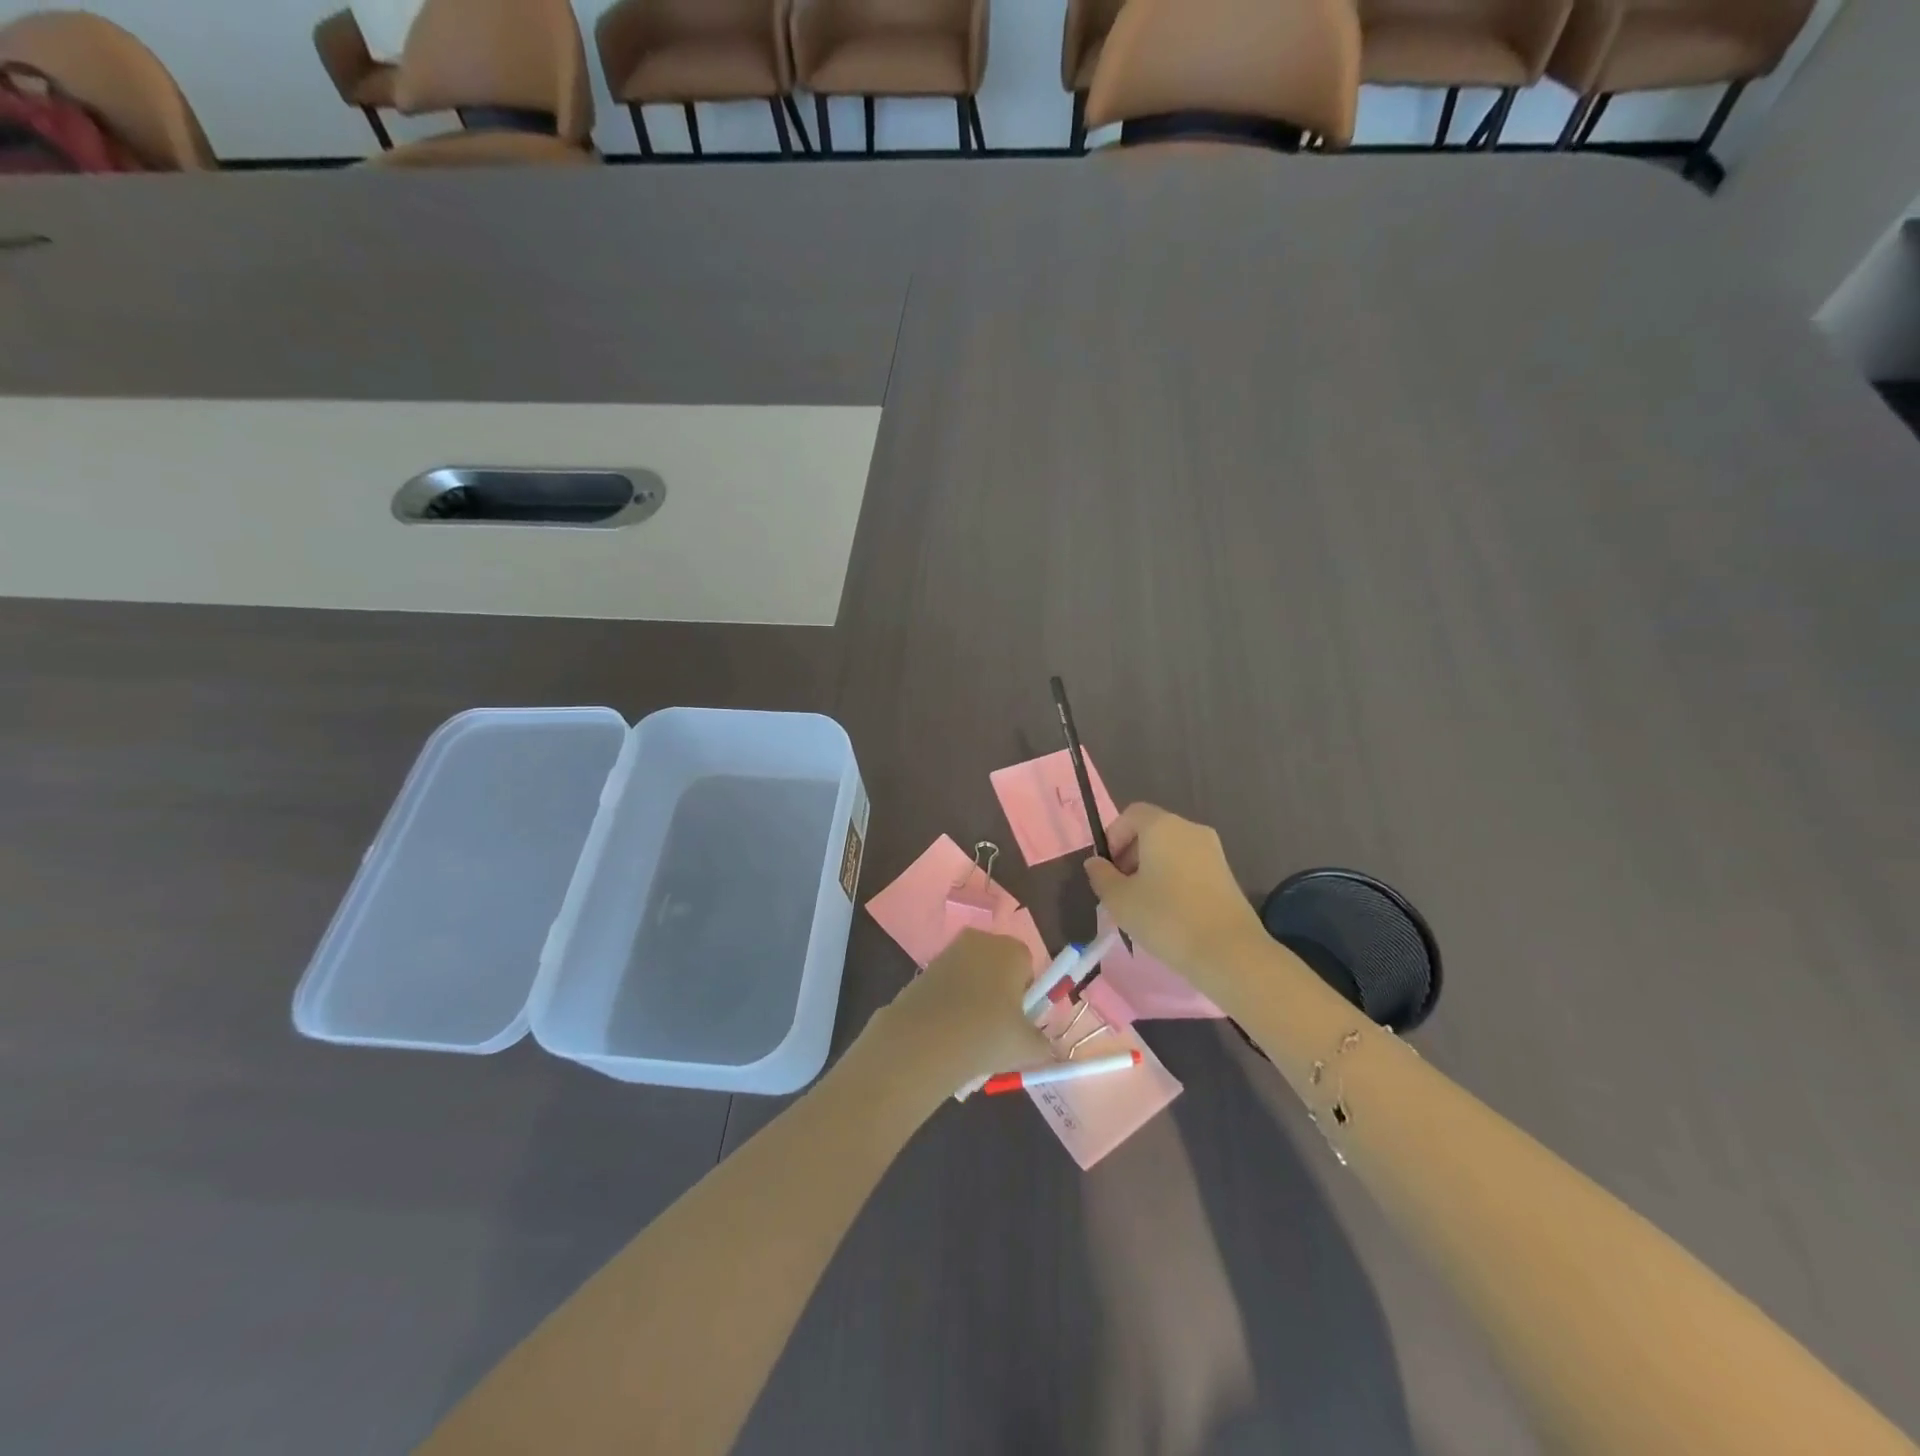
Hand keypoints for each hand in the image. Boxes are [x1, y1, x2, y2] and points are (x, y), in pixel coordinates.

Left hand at [870, 930, 1054, 1092]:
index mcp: (1012, 950)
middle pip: (999, 967)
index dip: (1026, 996)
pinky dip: (952, 1002)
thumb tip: (1044, 1047)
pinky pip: (949, 984)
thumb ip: (1043, 1045)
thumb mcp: (1027, 1048)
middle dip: (1000, 993)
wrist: (924, 1040)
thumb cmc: (987, 1034)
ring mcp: (950, 951)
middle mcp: (981, 940)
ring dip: (975, 998)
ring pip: (973, 976)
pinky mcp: (925, 967)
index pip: (1028, 966)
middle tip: (998, 1029)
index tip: (1019, 1022)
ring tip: (971, 1035)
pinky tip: (949, 1030)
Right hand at [1084, 804, 1267, 995]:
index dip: (1113, 836)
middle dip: (1130, 854)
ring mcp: (1212, 851)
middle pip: (1152, 830)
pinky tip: (1168, 912)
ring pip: (1171, 850)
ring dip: (1151, 869)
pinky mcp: (1225, 874)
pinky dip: (1173, 879)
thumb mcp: (1119, 900)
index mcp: (1162, 826)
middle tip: (1120, 889)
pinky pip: (1189, 866)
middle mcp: (1189, 829)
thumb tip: (1095, 863)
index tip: (1107, 868)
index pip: (1131, 815)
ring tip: (1143, 904)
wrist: (1229, 952)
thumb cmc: (1166, 918)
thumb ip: (1101, 876)